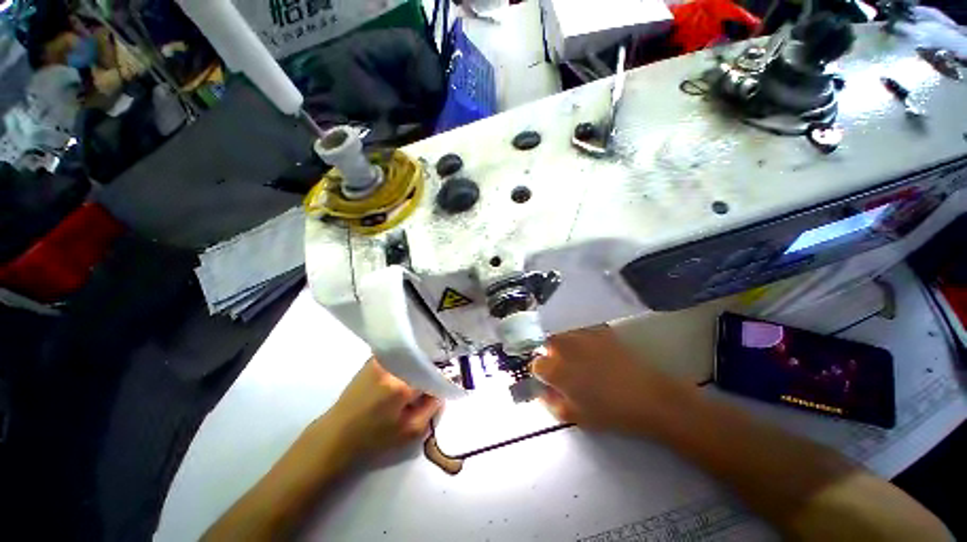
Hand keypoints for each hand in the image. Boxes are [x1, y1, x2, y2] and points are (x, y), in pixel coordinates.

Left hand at [321, 358, 440, 459]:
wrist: (336, 435)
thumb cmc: (373, 439)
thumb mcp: (410, 432)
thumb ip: (432, 409)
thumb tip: (442, 390)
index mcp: (401, 386)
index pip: (433, 374)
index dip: (443, 378)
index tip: (447, 384)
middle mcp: (392, 367)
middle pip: (423, 361)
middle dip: (432, 369)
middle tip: (435, 381)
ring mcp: (380, 360)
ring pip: (411, 356)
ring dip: (419, 364)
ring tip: (421, 377)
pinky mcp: (373, 359)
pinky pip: (400, 355)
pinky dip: (408, 361)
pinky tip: (407, 373)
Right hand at [531, 325, 694, 435]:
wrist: (649, 398)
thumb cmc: (611, 412)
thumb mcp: (577, 417)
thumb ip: (553, 404)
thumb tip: (543, 393)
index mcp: (557, 371)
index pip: (537, 365)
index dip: (542, 373)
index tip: (549, 380)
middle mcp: (566, 349)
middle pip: (548, 342)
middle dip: (550, 352)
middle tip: (561, 364)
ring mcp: (583, 337)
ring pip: (564, 333)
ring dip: (564, 342)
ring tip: (575, 355)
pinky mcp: (600, 332)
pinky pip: (583, 330)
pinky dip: (581, 337)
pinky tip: (591, 348)